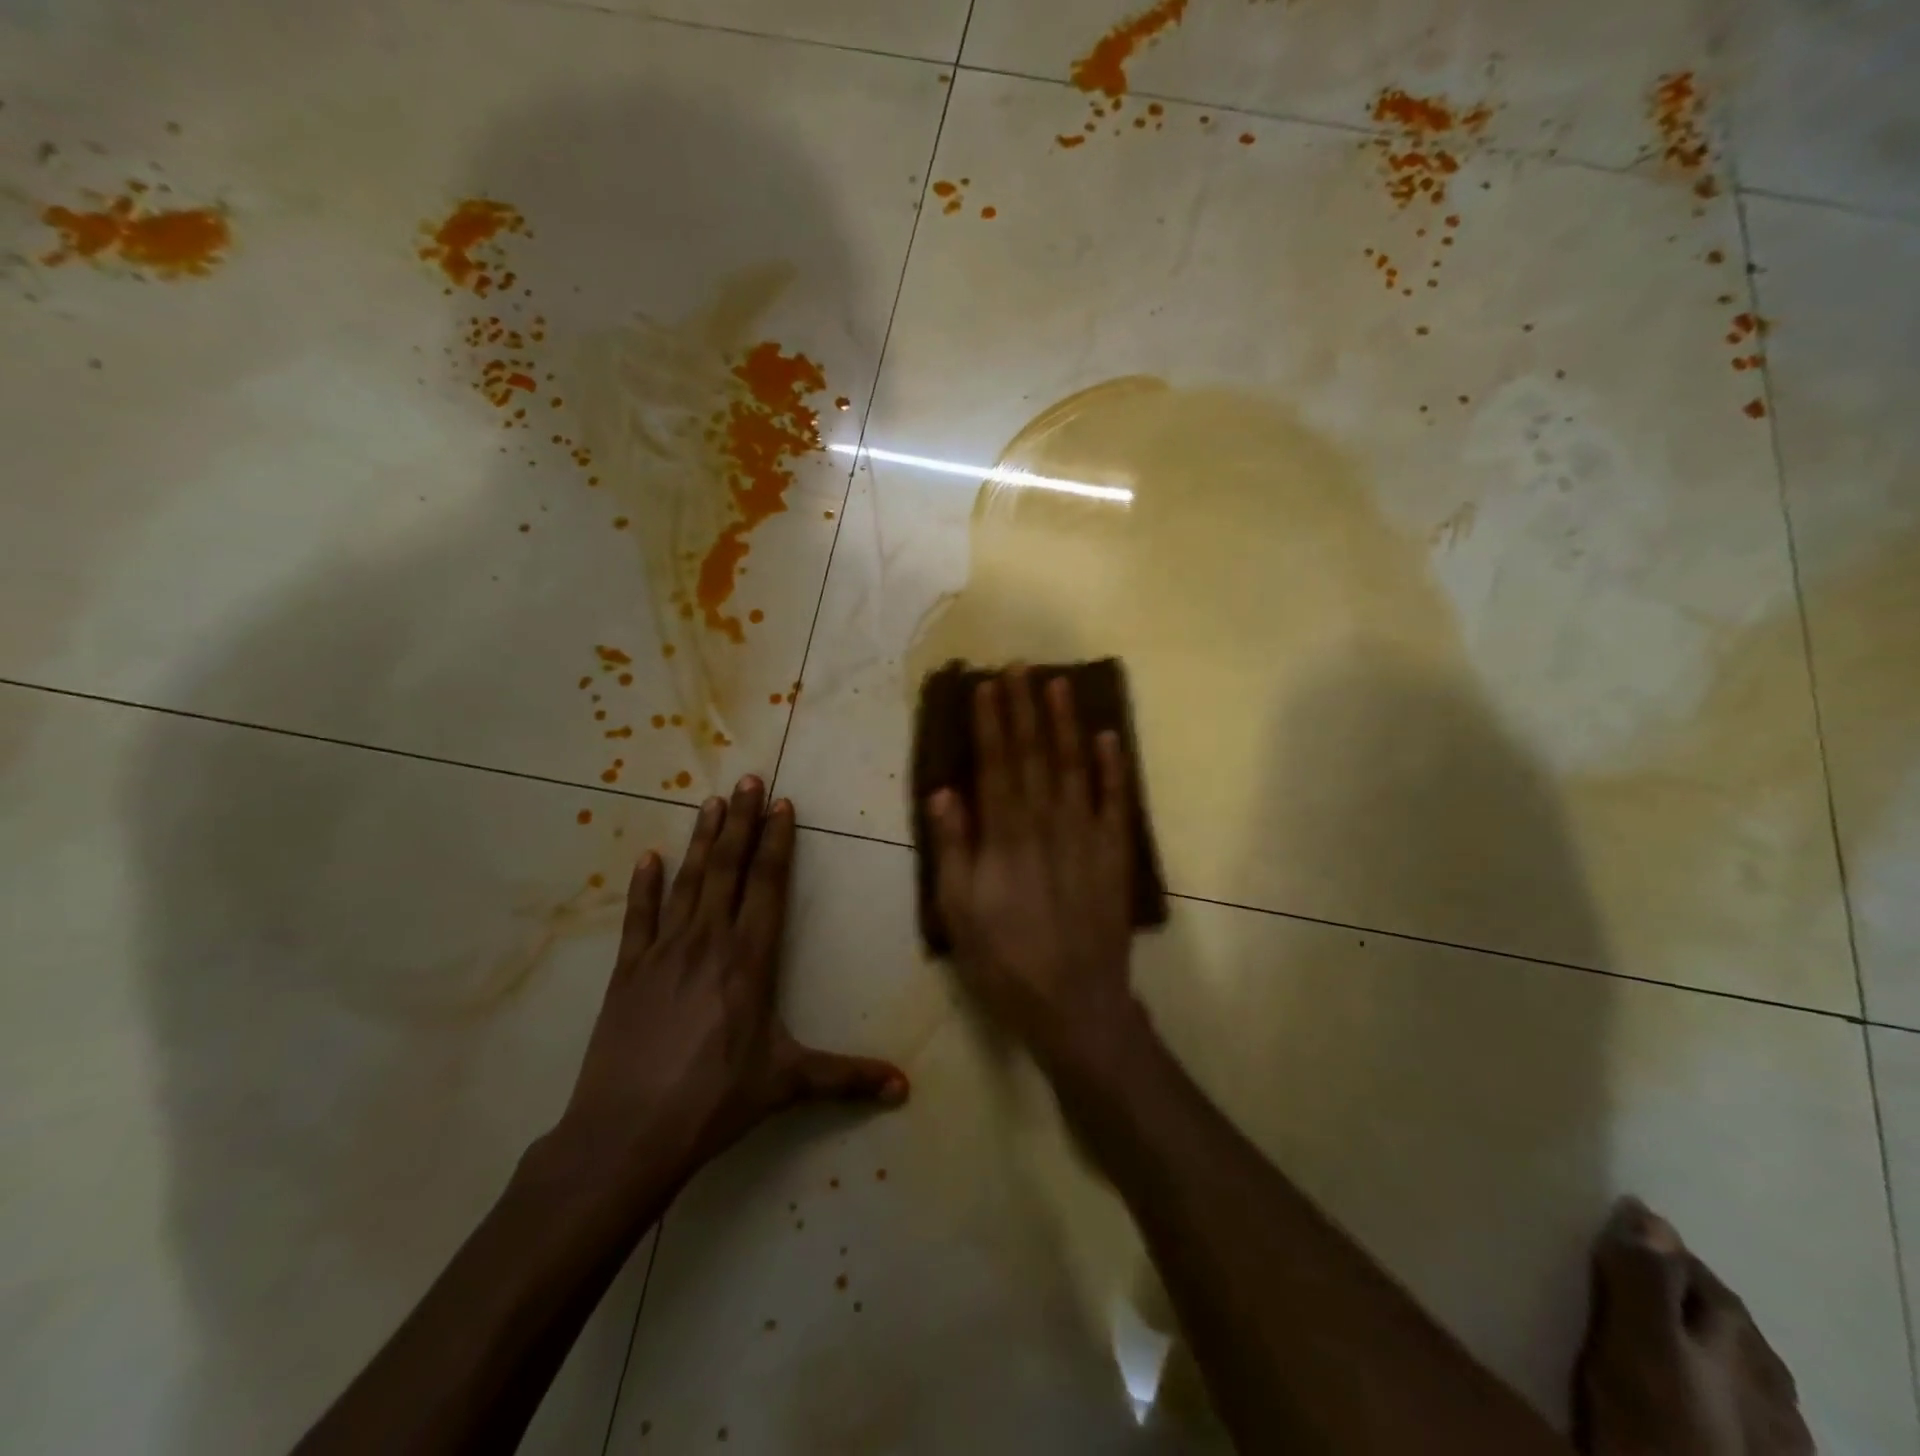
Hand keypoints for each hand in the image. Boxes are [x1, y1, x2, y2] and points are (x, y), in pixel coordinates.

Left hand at [552, 778, 908, 1199]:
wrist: (626, 1134)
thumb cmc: (714, 1101)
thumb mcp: (787, 1084)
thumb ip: (846, 1078)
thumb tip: (904, 1088)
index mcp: (750, 960)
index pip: (768, 886)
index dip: (777, 842)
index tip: (782, 805)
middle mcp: (709, 941)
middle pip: (729, 869)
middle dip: (743, 822)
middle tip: (749, 780)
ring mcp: (664, 952)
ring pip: (688, 881)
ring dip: (702, 840)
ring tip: (712, 801)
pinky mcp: (628, 970)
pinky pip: (639, 917)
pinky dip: (644, 885)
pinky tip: (648, 857)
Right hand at [928, 670, 1140, 1069]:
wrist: (1074, 1003)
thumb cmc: (1005, 961)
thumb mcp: (959, 912)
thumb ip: (953, 848)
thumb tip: (943, 792)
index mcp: (1005, 837)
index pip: (996, 765)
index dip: (991, 723)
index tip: (987, 685)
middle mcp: (1046, 824)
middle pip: (1034, 755)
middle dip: (1025, 708)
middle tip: (1021, 666)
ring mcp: (1085, 836)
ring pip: (1074, 767)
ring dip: (1066, 724)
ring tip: (1060, 684)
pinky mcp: (1114, 854)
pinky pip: (1115, 802)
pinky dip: (1113, 768)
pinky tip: (1108, 737)